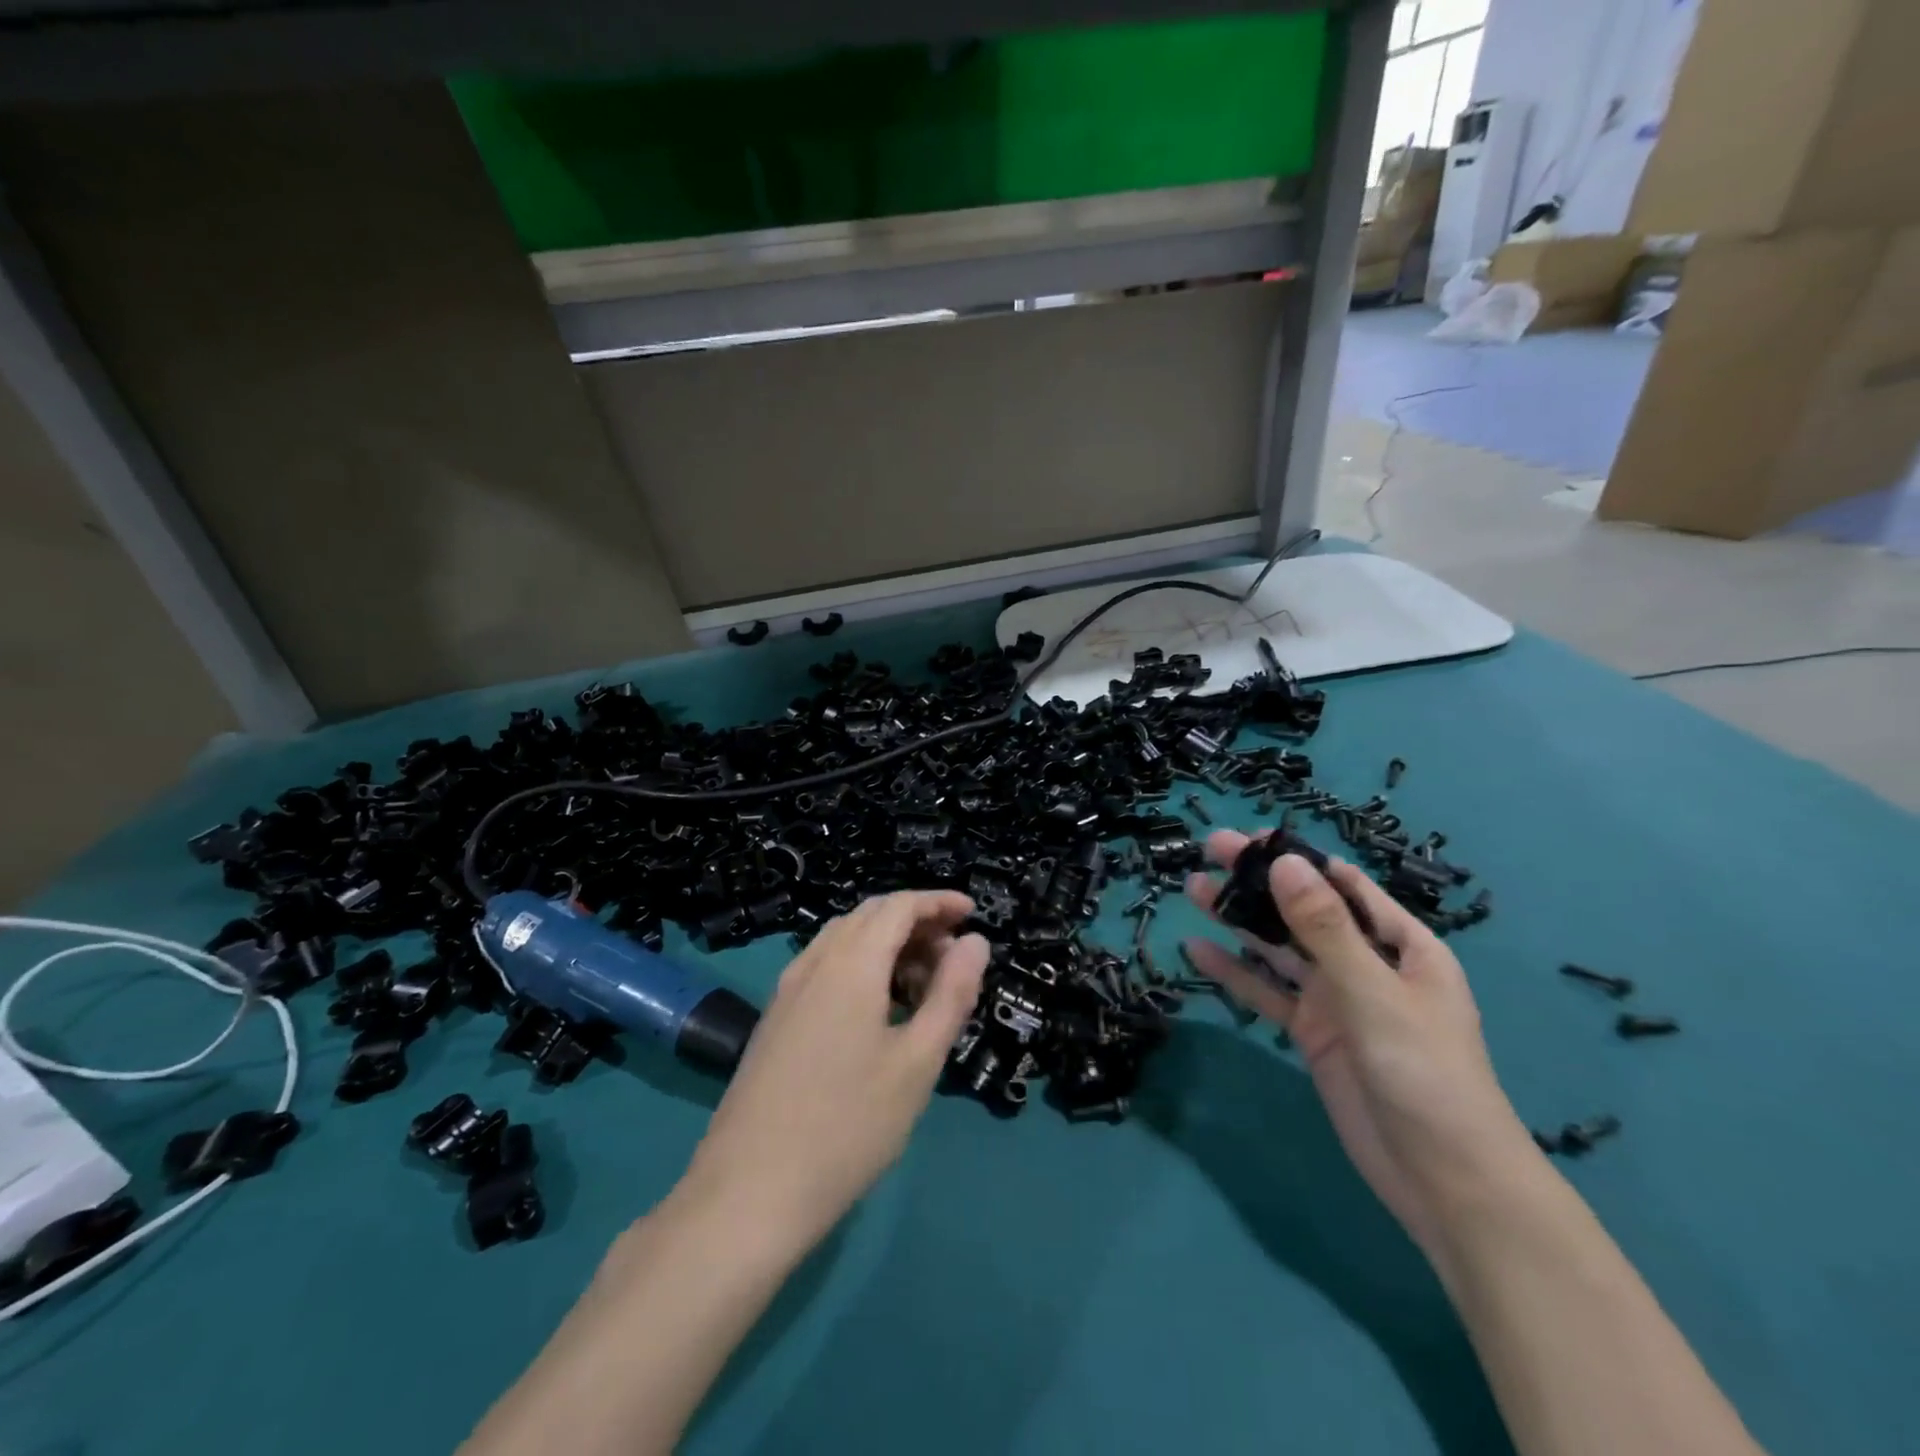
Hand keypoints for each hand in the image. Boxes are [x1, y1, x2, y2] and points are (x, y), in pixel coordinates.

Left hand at [680, 891, 988, 1256]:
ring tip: (922, 984)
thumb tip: (975, 942)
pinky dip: (861, 966)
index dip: (938, 901)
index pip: (898, 905)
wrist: (748, 1194)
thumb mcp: (917, 1062)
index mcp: (850, 964)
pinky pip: (825, 967)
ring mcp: (787, 991)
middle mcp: (814, 963)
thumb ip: (951, 994)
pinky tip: (878, 1010)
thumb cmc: (848, 1127)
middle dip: (916, 922)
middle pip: (870, 916)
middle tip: (954, 957)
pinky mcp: (775, 1019)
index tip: (972, 914)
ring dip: (887, 943)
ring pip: (844, 940)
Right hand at [1185, 832, 1539, 1255]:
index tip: (1248, 838)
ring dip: (1240, 921)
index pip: (1343, 885)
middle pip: (1304, 911)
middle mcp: (1366, 964)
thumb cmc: (1426, 1074)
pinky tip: (1198, 951)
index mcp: (1401, 944)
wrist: (1445, 1182)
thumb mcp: (1374, 993)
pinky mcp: (1313, 1034)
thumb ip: (1324, 928)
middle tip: (1208, 852)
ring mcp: (1337, 1000)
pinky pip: (1268, 993)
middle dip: (1258, 883)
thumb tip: (1283, 862)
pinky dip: (1236, 973)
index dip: (1296, 858)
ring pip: (1280, 949)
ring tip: (1194, 891)